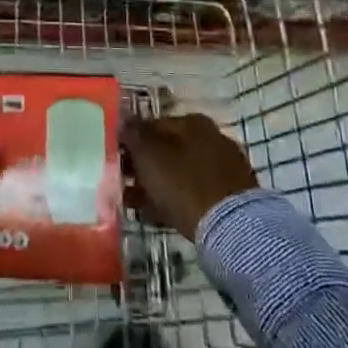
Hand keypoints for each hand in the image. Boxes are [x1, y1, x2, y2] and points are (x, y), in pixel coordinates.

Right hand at [123, 113, 257, 240]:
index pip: (152, 124)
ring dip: (156, 183)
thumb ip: (134, 135)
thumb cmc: (183, 183)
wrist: (232, 228)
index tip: (116, 159)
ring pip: (179, 171)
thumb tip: (124, 119)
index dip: (130, 141)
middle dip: (143, 164)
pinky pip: (193, 191)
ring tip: (133, 201)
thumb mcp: (149, 155)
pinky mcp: (231, 195)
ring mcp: (223, 166)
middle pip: (167, 148)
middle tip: (123, 181)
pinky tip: (157, 213)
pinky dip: (174, 199)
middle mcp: (210, 137)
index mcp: (192, 122)